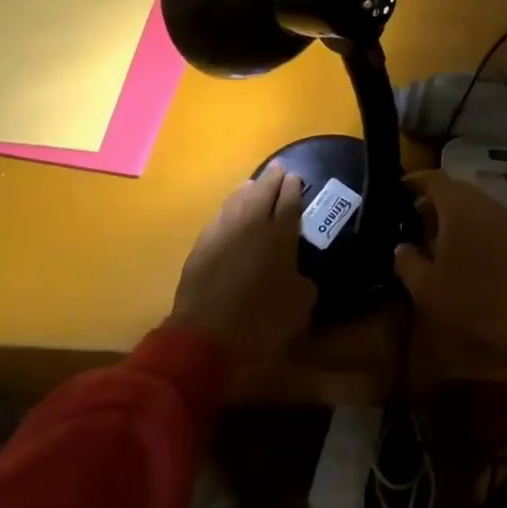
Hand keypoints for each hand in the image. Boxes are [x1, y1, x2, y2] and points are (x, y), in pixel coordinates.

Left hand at [166, 162, 316, 363]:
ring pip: (238, 199)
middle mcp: (252, 225)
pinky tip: (231, 211)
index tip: (295, 177)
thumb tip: (300, 274)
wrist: (204, 338)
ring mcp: (223, 232)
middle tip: (278, 168)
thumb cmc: (259, 322)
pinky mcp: (202, 245)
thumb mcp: (299, 307)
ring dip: (248, 189)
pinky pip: (220, 216)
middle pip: (263, 191)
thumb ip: (304, 282)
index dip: (293, 187)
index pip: (289, 201)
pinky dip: (229, 208)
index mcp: (280, 236)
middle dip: (272, 178)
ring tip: (253, 184)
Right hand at [393, 171, 506, 374]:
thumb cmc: (471, 302)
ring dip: (451, 214)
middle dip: (433, 199)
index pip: (435, 178)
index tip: (399, 188)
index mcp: (459, 207)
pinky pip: (486, 220)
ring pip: (472, 205)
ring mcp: (504, 220)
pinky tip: (459, 252)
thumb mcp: (426, 288)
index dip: (415, 180)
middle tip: (412, 217)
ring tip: (432, 237)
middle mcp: (483, 204)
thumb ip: (408, 262)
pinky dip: (469, 226)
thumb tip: (401, 247)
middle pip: (455, 189)